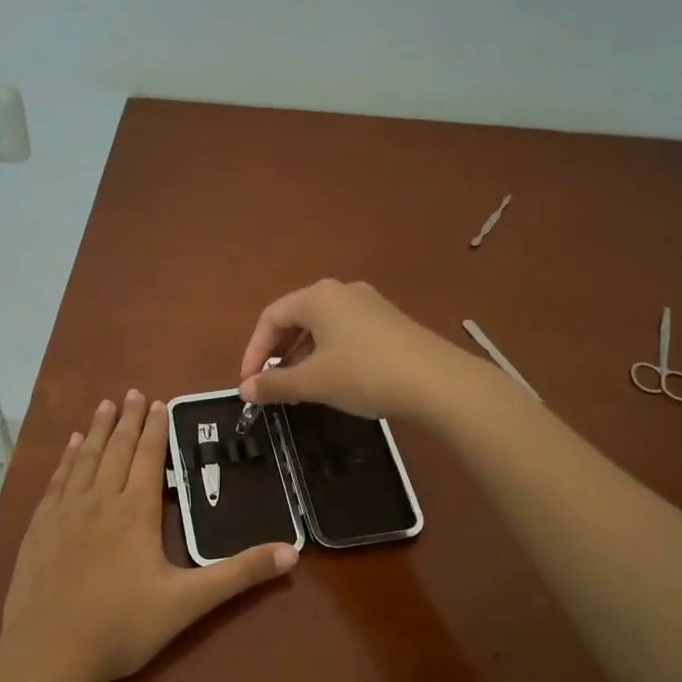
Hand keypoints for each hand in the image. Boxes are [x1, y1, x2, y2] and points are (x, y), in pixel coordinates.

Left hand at [1, 391, 297, 681]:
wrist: (50, 652)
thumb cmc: (123, 626)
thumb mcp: (188, 602)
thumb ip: (238, 574)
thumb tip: (291, 553)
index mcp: (136, 511)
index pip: (149, 457)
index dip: (156, 429)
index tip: (159, 402)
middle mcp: (100, 500)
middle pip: (118, 449)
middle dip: (129, 419)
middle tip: (134, 392)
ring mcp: (65, 511)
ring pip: (86, 458)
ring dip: (99, 430)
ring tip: (106, 406)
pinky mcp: (40, 527)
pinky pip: (57, 480)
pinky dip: (67, 458)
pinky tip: (71, 447)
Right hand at [237, 279, 466, 419]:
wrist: (437, 382)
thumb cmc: (364, 374)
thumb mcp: (313, 382)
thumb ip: (275, 384)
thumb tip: (244, 390)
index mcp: (317, 297)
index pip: (271, 318)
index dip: (254, 351)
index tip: (249, 384)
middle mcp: (341, 291)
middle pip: (296, 319)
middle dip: (278, 353)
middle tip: (272, 385)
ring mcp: (369, 304)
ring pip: (322, 327)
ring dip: (303, 356)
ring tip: (300, 388)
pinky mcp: (389, 322)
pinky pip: (345, 333)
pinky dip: (328, 354)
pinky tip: (334, 381)